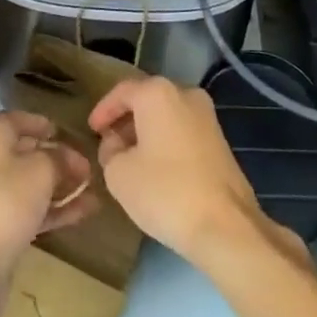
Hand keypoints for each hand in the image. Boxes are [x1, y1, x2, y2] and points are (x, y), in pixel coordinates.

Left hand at [0, 110, 95, 281]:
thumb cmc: (7, 200)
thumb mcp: (42, 170)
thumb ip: (60, 158)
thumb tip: (69, 157)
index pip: (20, 120)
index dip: (45, 125)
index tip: (68, 134)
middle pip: (25, 154)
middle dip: (58, 161)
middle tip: (86, 168)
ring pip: (27, 185)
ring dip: (59, 187)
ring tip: (91, 191)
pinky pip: (24, 210)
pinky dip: (50, 209)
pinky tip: (82, 212)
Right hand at [87, 76, 273, 264]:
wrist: (225, 225)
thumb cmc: (165, 191)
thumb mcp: (119, 174)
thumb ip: (110, 151)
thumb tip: (116, 144)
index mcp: (158, 93)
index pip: (122, 91)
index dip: (103, 110)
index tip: (91, 130)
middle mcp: (185, 93)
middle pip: (147, 99)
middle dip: (126, 120)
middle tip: (109, 144)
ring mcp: (207, 115)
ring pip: (167, 114)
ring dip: (146, 132)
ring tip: (130, 159)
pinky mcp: (220, 139)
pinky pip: (183, 130)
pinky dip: (166, 141)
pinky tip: (156, 168)